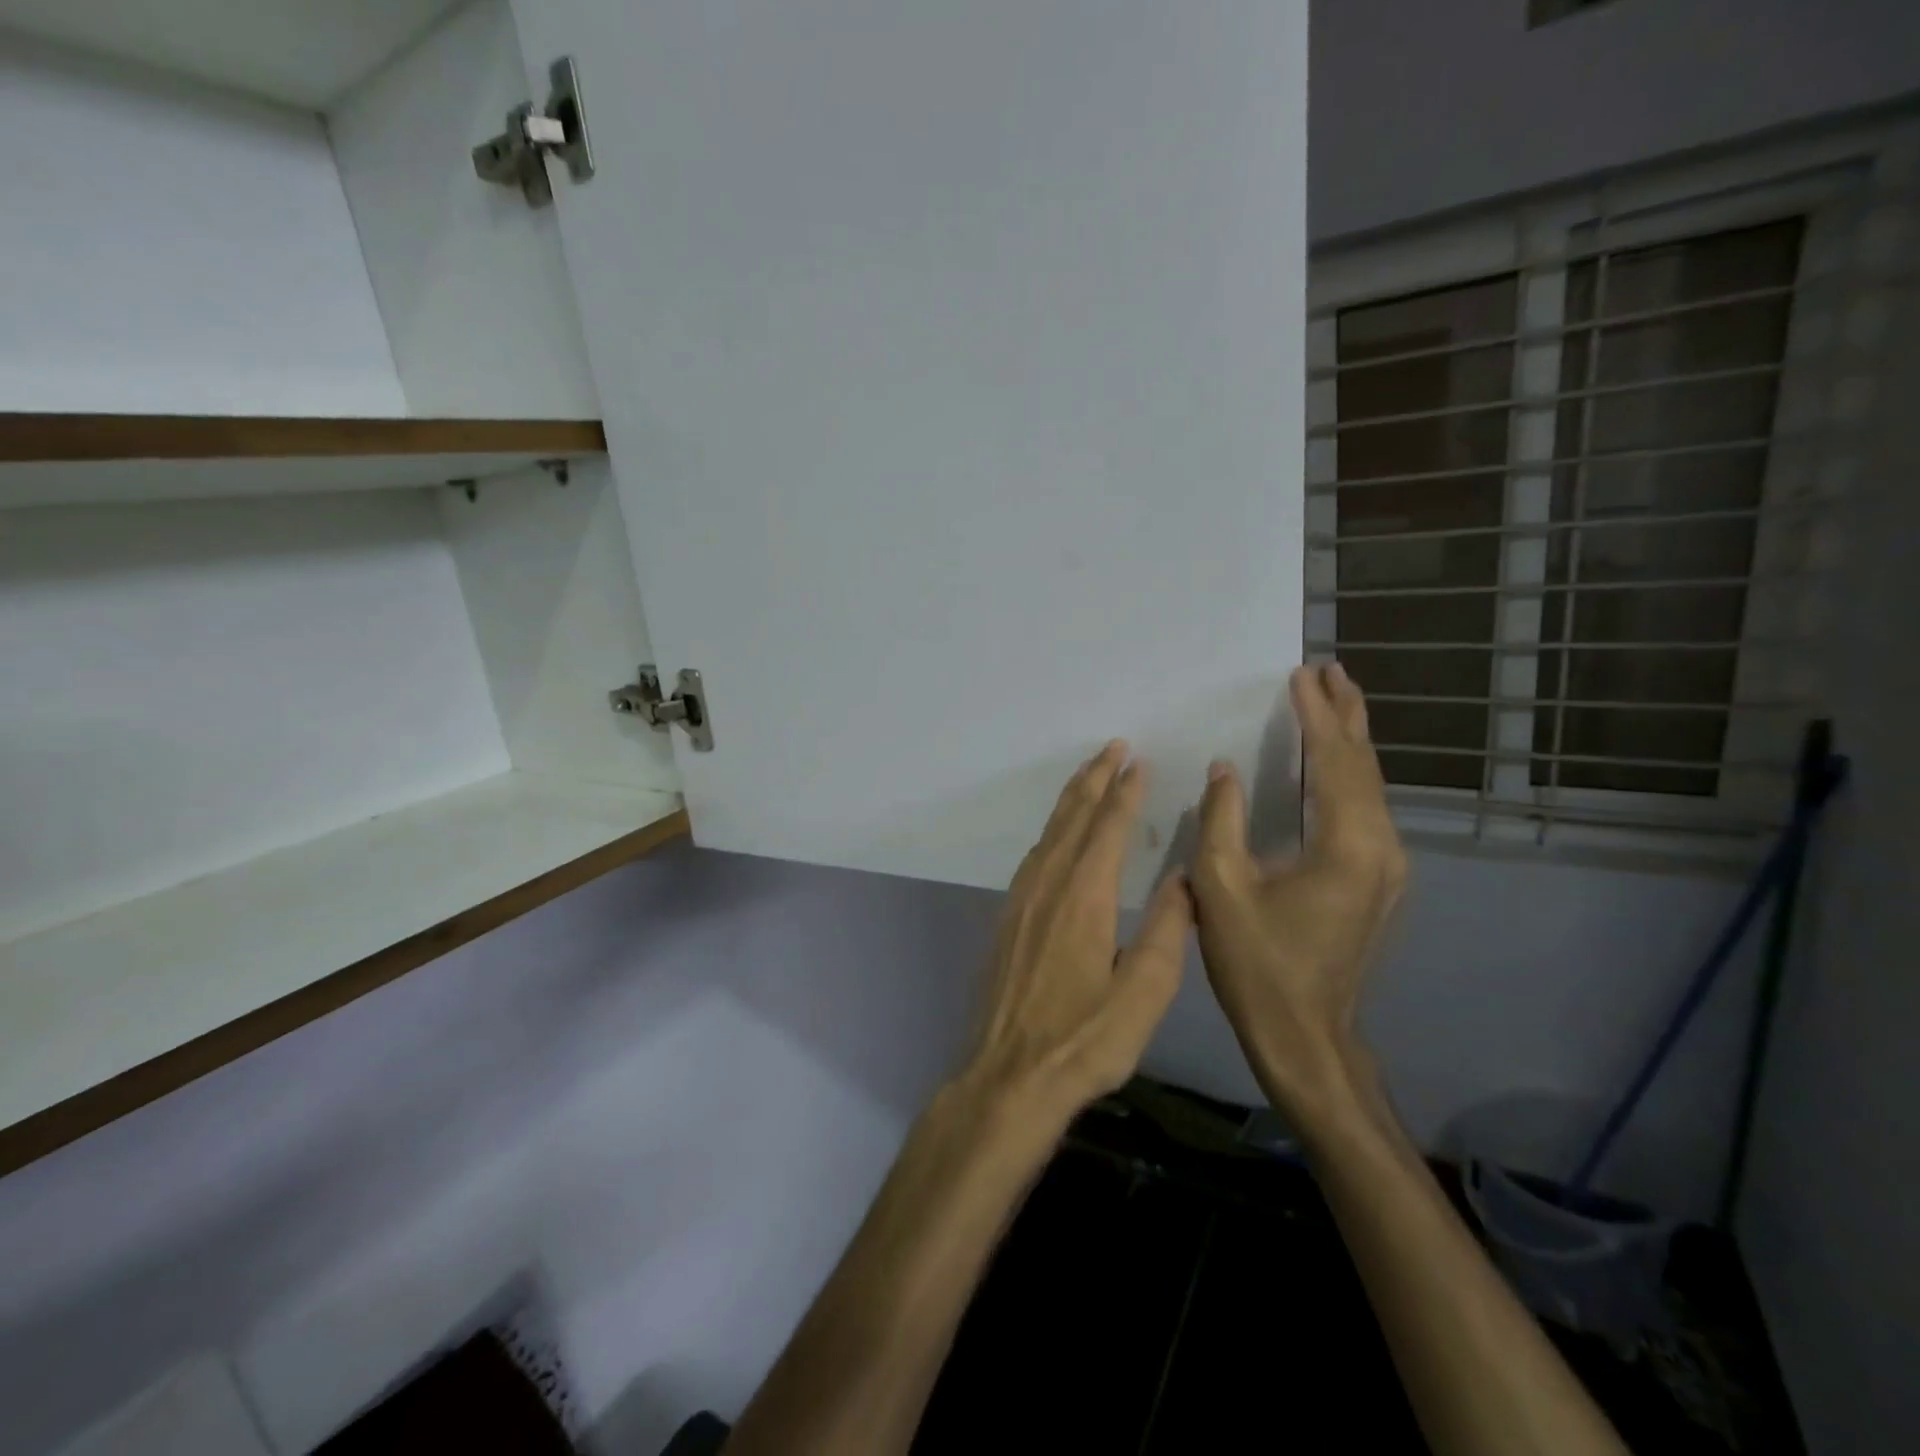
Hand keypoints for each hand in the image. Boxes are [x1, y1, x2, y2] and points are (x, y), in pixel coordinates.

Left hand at [961, 741, 1192, 1123]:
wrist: (1008, 1076)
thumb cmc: (1083, 1041)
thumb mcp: (1143, 996)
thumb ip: (1168, 932)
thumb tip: (1184, 878)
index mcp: (1085, 897)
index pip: (1107, 829)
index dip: (1124, 792)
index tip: (1138, 761)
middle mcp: (1048, 886)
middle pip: (1073, 818)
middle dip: (1094, 779)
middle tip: (1112, 747)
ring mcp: (1021, 900)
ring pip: (1049, 833)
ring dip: (1071, 799)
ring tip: (1089, 774)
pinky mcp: (1007, 918)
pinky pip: (1033, 855)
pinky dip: (1052, 830)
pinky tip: (1058, 835)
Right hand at [1191, 664, 1407, 1118]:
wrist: (1307, 1037)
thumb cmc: (1258, 965)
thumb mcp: (1220, 889)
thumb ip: (1220, 820)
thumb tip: (1225, 769)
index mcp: (1347, 846)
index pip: (1335, 761)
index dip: (1317, 715)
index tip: (1301, 674)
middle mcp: (1381, 848)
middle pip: (1365, 766)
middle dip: (1345, 715)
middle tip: (1328, 670)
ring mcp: (1387, 867)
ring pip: (1371, 787)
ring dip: (1349, 741)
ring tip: (1332, 702)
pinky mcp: (1379, 881)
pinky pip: (1366, 810)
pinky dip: (1348, 775)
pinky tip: (1333, 764)